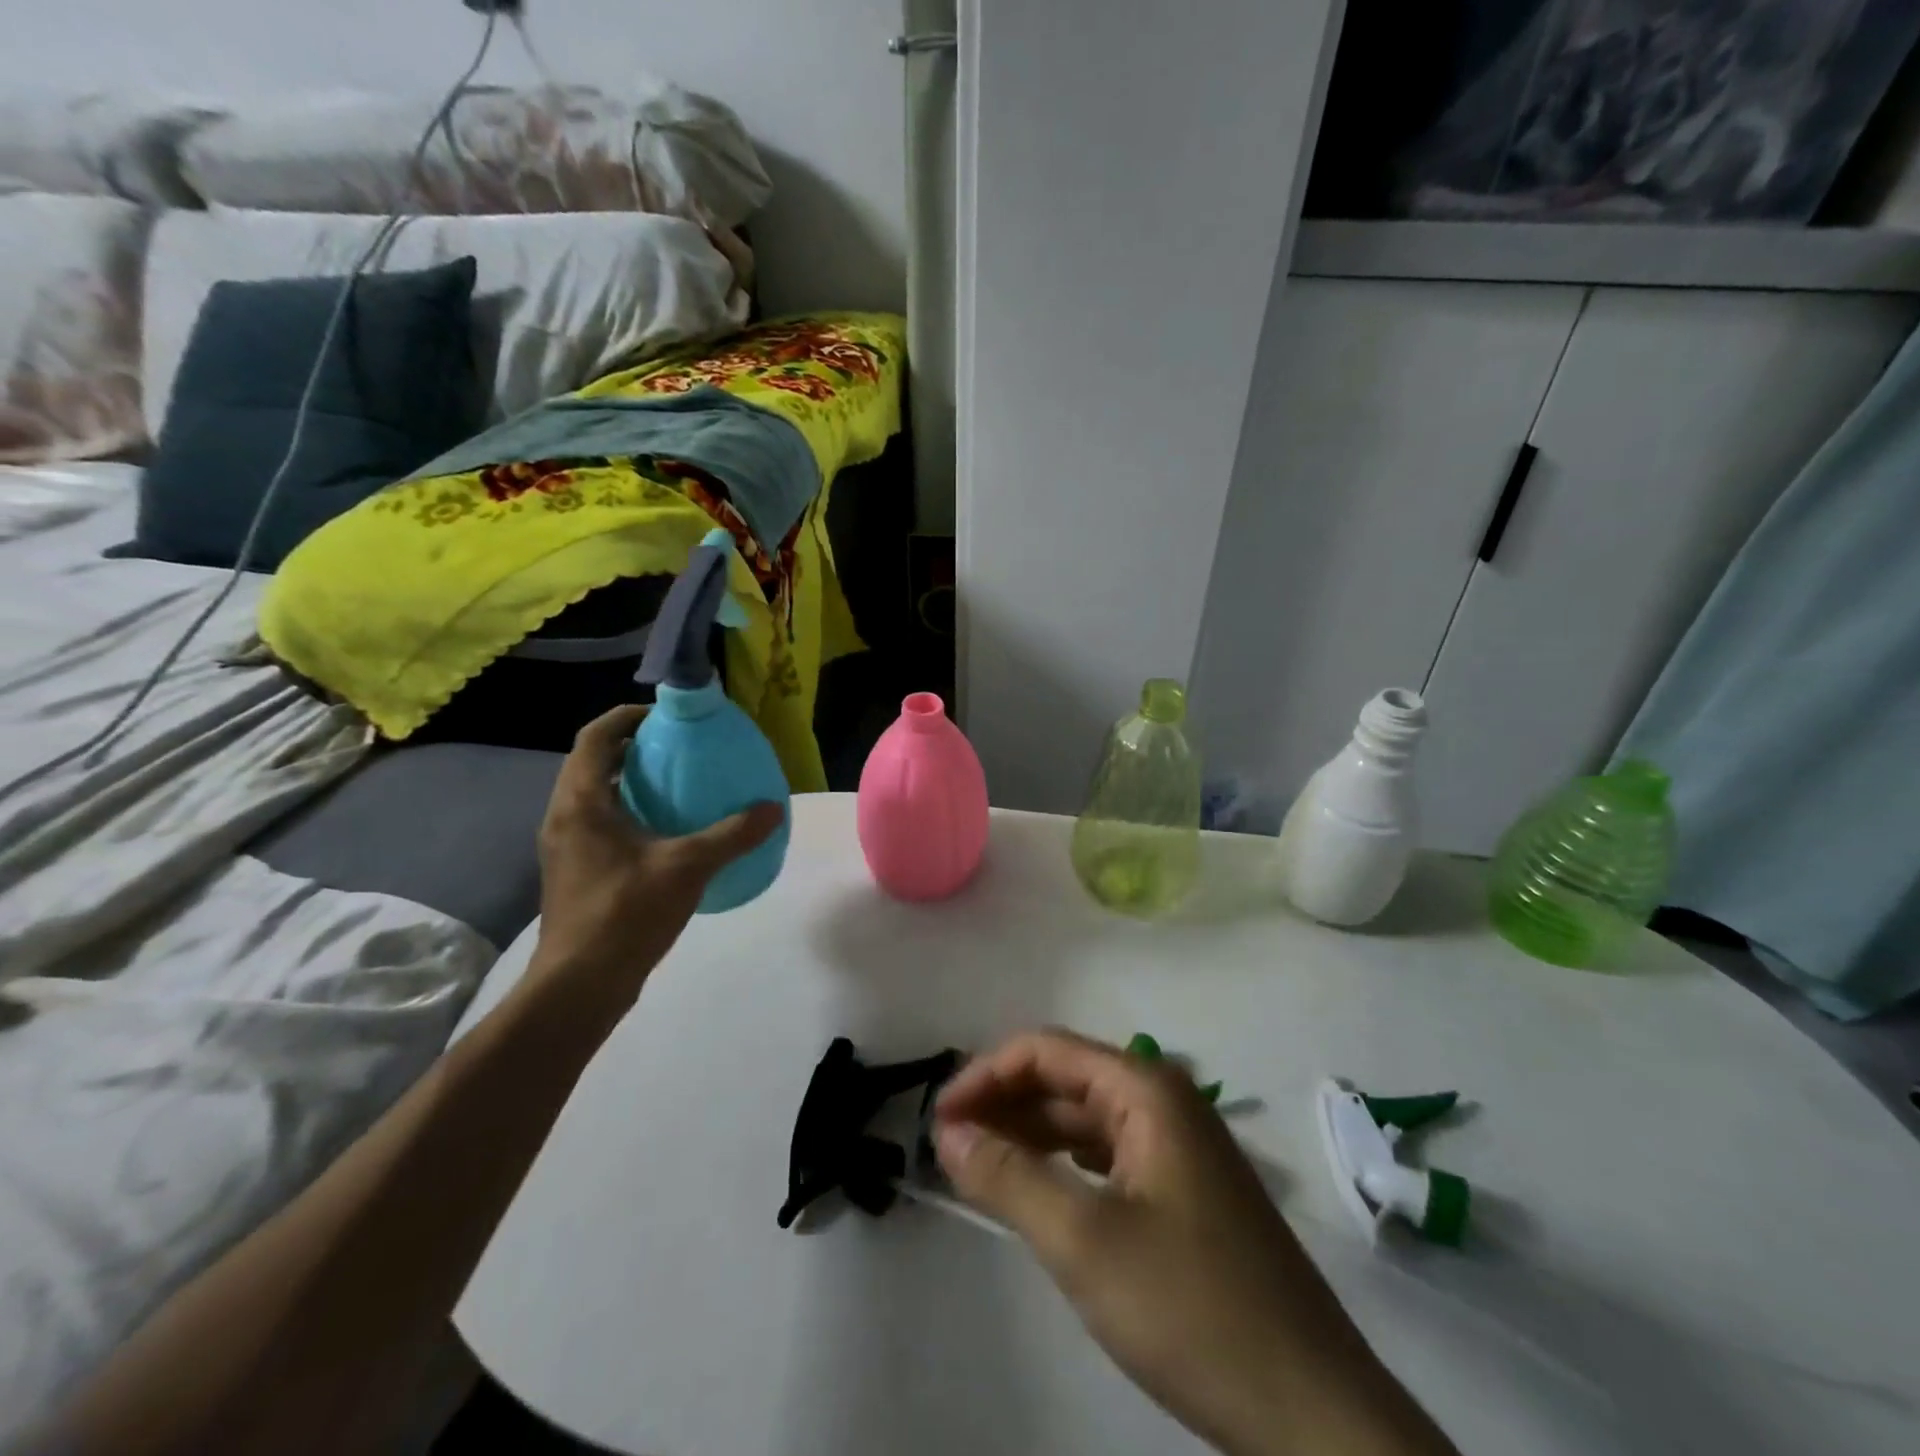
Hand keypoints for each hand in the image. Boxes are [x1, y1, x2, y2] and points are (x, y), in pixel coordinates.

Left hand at [532, 705, 782, 1007]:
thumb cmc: (625, 913)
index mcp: (581, 803)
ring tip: (679, 783)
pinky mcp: (576, 872)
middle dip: (634, 748)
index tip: (666, 716)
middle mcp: (565, 817)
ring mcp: (567, 847)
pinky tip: (669, 832)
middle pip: (594, 764)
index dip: (627, 717)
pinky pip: (602, 824)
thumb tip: (773, 809)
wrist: (580, 985)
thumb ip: (732, 835)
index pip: (595, 738)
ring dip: (632, 781)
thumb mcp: (687, 867)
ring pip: (597, 796)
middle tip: (680, 747)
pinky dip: (631, 812)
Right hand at [933, 1030, 1455, 1455]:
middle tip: (947, 1145)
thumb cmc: (1193, 1307)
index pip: (1047, 1050)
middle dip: (1003, 1103)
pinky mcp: (1184, 1191)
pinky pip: (1107, 1156)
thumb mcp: (1084, 1242)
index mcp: (1146, 1089)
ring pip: (1085, 1119)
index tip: (939, 1118)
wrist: (1313, 1411)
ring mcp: (1178, 1146)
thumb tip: (948, 1133)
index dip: (986, 1075)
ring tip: (975, 1165)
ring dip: (1029, 1134)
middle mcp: (1164, 1101)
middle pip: (1066, 1079)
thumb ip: (1009, 1178)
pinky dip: (1062, 1165)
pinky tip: (1035, 1191)